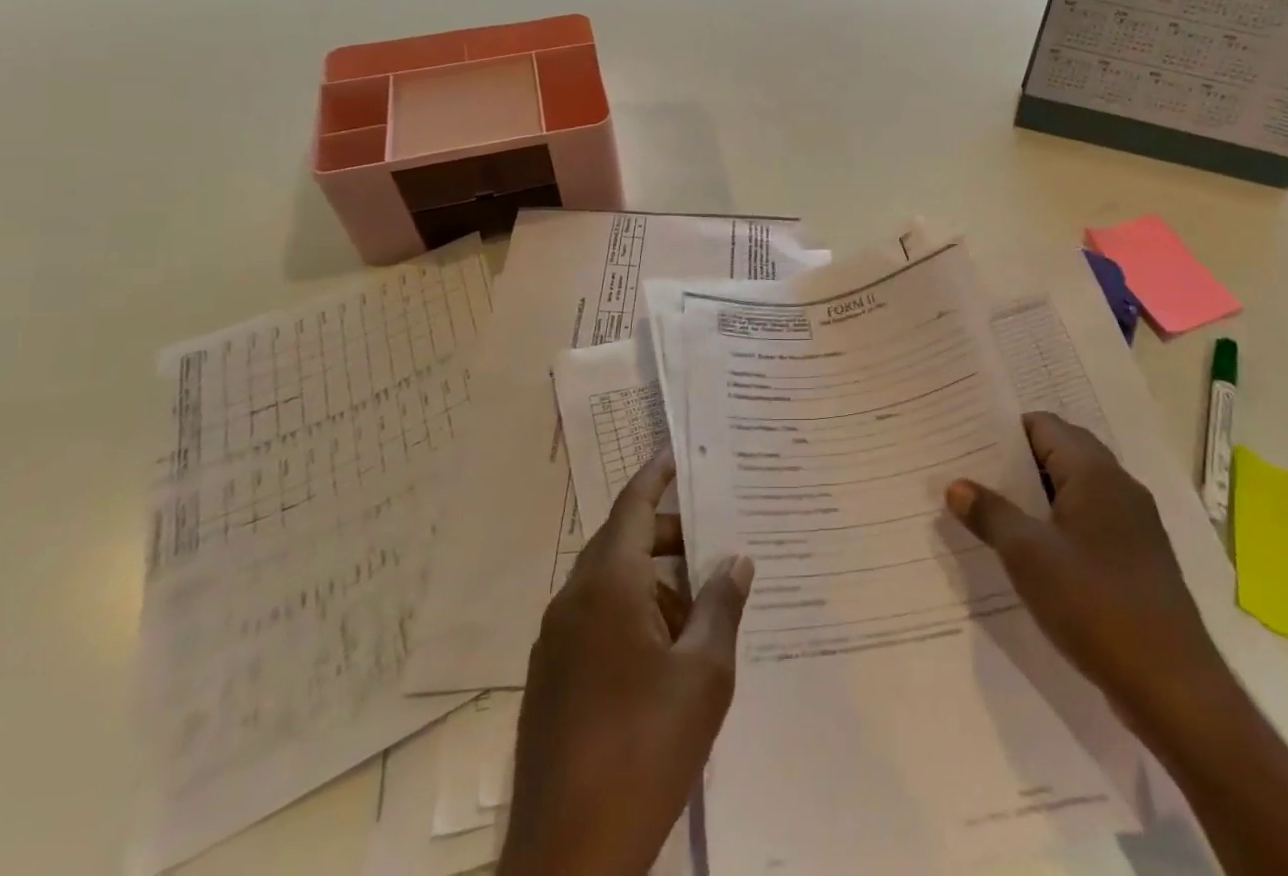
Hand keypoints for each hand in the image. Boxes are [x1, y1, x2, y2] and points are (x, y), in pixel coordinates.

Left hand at [498, 450, 753, 875]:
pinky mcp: (551, 678)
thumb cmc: (644, 751)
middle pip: (624, 541)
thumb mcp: (703, 675)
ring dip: (655, 583)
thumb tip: (736, 559)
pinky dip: (634, 614)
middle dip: (670, 536)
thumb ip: (721, 605)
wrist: (565, 863)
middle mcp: (573, 600)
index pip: (634, 505)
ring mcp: (556, 641)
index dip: (658, 474)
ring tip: (704, 608)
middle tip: (717, 541)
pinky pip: (597, 619)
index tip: (680, 452)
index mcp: (607, 585)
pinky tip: (669, 653)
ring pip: (611, 584)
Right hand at [945, 411, 1222, 740]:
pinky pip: (1091, 519)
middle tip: (973, 473)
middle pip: (1062, 451)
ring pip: (1076, 488)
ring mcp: (1134, 523)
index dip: (1005, 431)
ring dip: (1038, 494)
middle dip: (1018, 461)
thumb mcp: (1028, 556)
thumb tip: (956, 485)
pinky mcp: (1138, 557)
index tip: (968, 443)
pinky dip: (1060, 522)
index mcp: (1095, 472)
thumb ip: (990, 513)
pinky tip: (1034, 550)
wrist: (1173, 688)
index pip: (1044, 425)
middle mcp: (1119, 486)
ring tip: (994, 509)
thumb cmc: (1095, 604)